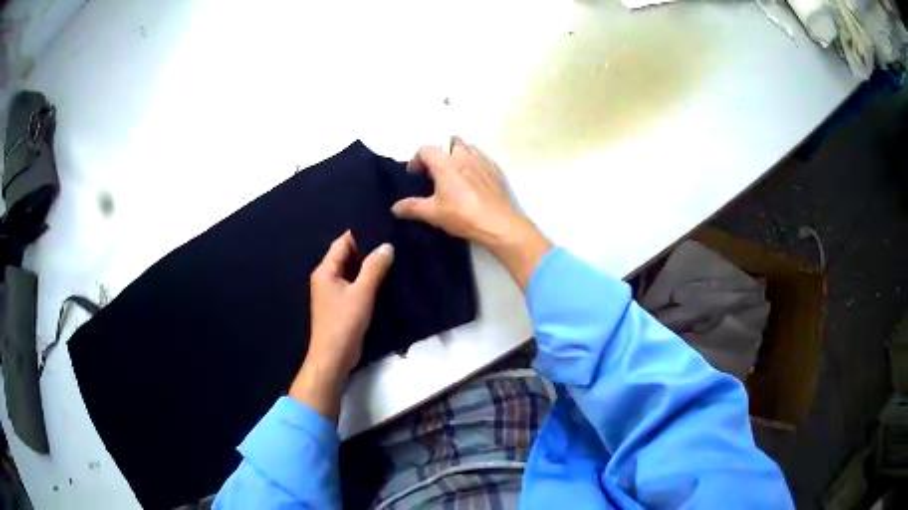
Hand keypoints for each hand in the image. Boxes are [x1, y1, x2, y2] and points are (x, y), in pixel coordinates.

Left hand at [289, 231, 393, 418]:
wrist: (333, 357)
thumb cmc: (344, 323)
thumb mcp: (362, 293)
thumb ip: (374, 268)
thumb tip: (387, 246)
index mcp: (325, 270)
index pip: (342, 242)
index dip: (362, 234)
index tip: (384, 228)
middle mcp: (326, 277)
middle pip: (347, 255)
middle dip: (368, 249)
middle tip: (393, 241)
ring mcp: (333, 292)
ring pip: (353, 271)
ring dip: (369, 266)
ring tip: (394, 256)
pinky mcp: (342, 304)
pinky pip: (355, 285)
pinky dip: (368, 280)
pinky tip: (387, 278)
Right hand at [392, 137, 550, 288]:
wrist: (498, 224)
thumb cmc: (462, 215)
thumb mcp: (433, 213)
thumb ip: (412, 207)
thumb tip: (395, 207)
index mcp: (446, 163)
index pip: (426, 149)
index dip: (416, 160)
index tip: (415, 174)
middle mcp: (464, 156)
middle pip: (449, 142)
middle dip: (440, 151)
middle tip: (435, 170)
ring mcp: (482, 162)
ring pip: (468, 148)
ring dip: (458, 155)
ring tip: (453, 173)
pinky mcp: (496, 171)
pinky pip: (482, 159)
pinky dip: (474, 163)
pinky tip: (472, 181)